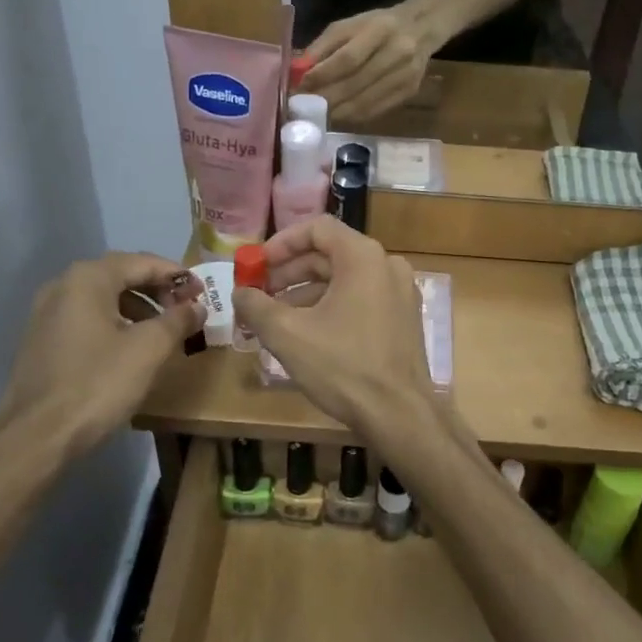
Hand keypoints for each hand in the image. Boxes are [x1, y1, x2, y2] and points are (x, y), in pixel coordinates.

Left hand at [0, 253, 204, 460]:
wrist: (36, 437)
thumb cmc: (97, 383)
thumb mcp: (149, 349)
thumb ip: (178, 320)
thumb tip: (196, 306)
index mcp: (87, 279)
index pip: (142, 262)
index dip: (176, 275)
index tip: (202, 292)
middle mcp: (62, 286)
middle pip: (120, 276)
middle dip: (157, 290)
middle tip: (185, 310)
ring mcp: (46, 314)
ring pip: (103, 299)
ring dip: (138, 308)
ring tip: (163, 332)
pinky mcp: (41, 341)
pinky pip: (87, 319)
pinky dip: (115, 324)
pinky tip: (130, 349)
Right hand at [231, 218, 435, 435]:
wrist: (399, 414)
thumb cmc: (343, 366)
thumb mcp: (288, 334)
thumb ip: (256, 306)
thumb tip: (239, 292)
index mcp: (363, 257)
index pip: (317, 228)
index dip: (281, 243)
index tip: (256, 265)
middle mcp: (387, 265)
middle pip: (330, 253)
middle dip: (289, 272)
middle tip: (258, 294)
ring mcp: (400, 292)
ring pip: (344, 279)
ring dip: (306, 293)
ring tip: (274, 318)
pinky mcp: (402, 318)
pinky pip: (360, 298)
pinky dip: (330, 306)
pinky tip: (305, 333)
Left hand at [300, 5, 435, 123]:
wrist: (421, 29)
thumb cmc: (377, 25)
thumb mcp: (349, 25)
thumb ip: (323, 46)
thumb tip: (300, 72)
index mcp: (380, 30)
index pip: (348, 58)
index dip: (323, 75)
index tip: (302, 86)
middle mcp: (397, 53)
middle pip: (356, 84)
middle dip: (327, 98)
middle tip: (305, 107)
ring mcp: (406, 75)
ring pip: (366, 102)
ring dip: (338, 112)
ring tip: (319, 114)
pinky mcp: (410, 92)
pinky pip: (377, 110)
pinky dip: (355, 116)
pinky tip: (340, 115)